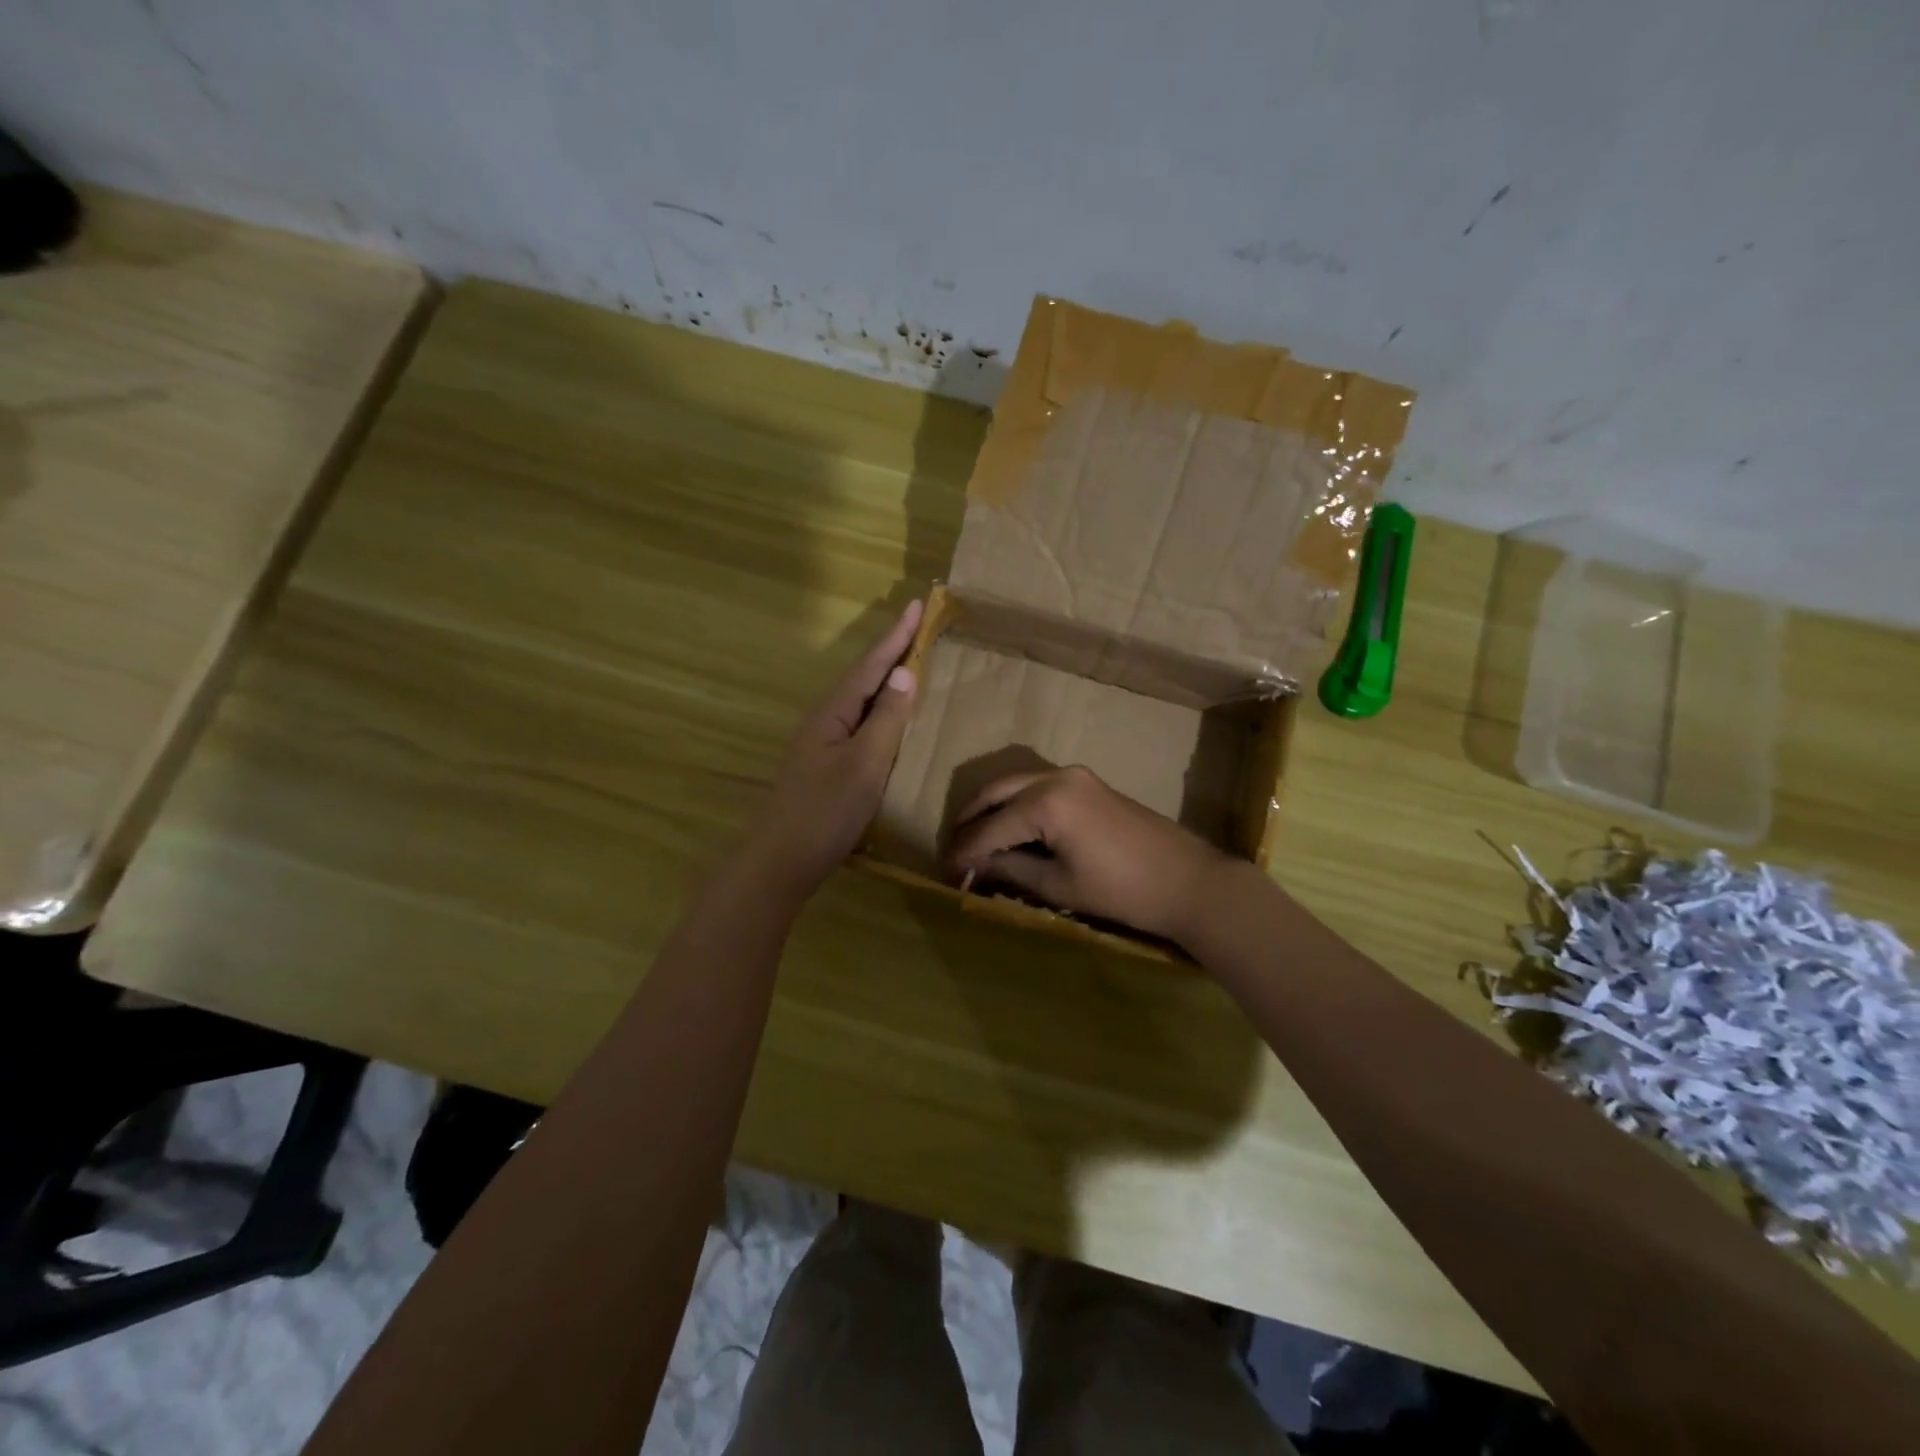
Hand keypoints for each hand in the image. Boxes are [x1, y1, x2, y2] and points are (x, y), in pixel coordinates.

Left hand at [748, 600, 921, 896]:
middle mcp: (825, 721)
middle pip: (864, 678)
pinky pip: (861, 725)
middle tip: (919, 627)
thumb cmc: (825, 811)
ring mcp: (823, 744)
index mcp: (833, 713)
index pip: (870, 665)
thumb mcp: (864, 764)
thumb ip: (886, 719)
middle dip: (892, 652)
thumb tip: (904, 672)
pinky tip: (892, 721)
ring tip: (913, 663)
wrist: (781, 862)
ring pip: (861, 702)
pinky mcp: (827, 766)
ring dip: (886, 680)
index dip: (896, 636)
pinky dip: (882, 712)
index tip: (917, 604)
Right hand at [946, 765, 1230, 945]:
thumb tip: (974, 866)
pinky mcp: (1089, 783)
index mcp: (1046, 802)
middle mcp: (1056, 777)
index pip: (990, 827)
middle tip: (954, 849)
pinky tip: (1011, 829)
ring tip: (976, 840)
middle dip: (971, 819)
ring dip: (993, 808)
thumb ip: (1011, 870)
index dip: (964, 851)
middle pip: (996, 791)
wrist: (1189, 882)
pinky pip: (1039, 786)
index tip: (945, 871)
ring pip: (1017, 784)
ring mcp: (1076, 776)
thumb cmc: (1122, 891)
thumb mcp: (1059, 886)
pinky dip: (1018, 804)